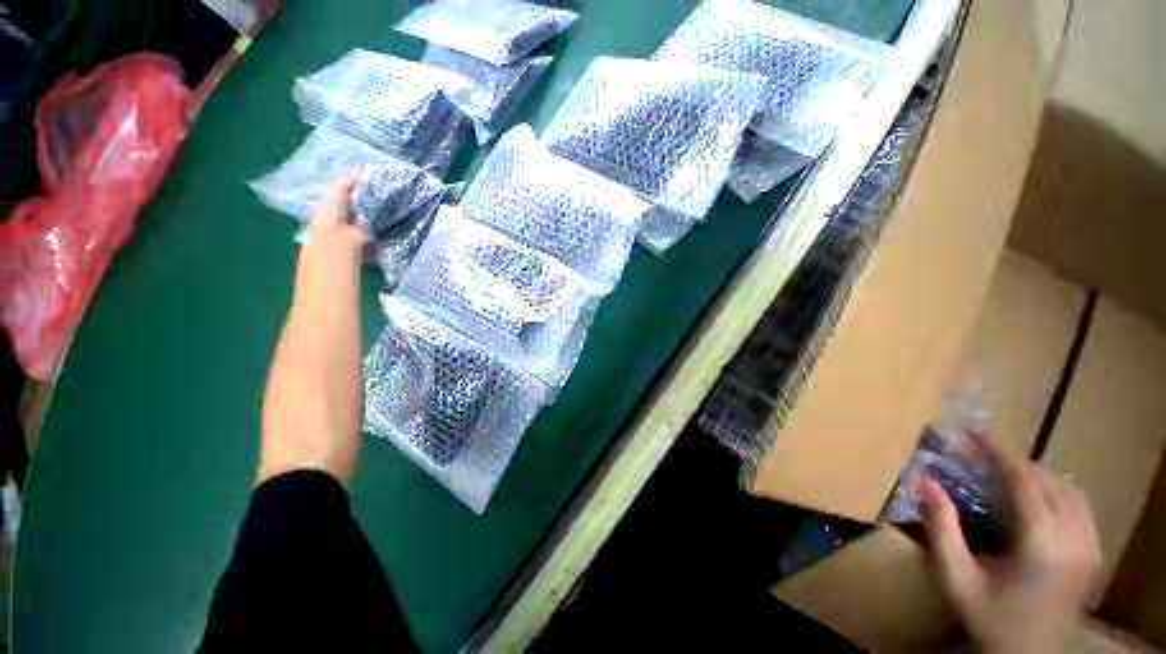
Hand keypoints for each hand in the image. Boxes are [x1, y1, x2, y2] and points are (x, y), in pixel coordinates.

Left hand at [257, 174, 370, 487]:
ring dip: (344, 247)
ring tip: (372, 231)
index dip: (336, 205)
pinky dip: (348, 280)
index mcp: (313, 308)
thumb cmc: (327, 409)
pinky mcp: (322, 356)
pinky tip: (361, 283)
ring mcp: (312, 336)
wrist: (308, 465)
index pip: (322, 243)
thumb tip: (350, 236)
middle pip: (318, 255)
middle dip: (338, 217)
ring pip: (324, 277)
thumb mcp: (333, 342)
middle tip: (369, 195)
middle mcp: (307, 313)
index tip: (358, 176)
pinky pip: (333, 302)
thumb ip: (336, 285)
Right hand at [920, 438, 1101, 653]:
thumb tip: (924, 479)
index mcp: (1041, 542)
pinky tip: (1039, 495)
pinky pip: (1080, 505)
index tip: (974, 432)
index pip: (1024, 480)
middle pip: (1047, 481)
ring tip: (1007, 470)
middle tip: (981, 452)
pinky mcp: (1094, 552)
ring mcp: (1090, 545)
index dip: (999, 452)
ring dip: (1036, 473)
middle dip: (1014, 460)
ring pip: (1067, 489)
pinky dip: (1057, 489)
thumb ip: (940, 527)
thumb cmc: (987, 614)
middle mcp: (1073, 537)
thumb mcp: (954, 575)